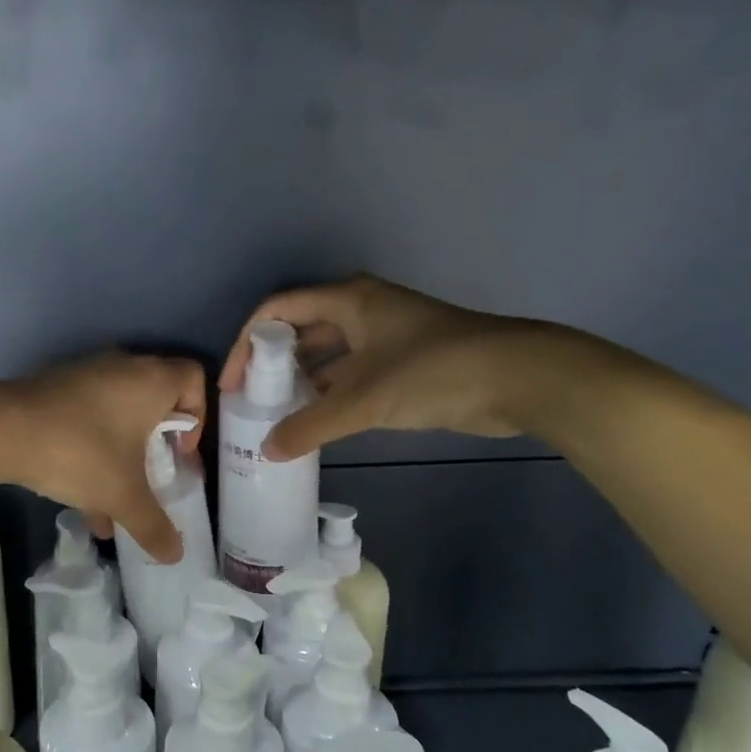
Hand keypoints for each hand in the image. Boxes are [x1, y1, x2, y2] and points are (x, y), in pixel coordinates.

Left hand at [1, 352, 207, 562]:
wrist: (2, 430)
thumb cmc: (81, 452)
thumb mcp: (123, 495)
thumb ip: (153, 525)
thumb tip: (176, 555)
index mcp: (152, 380)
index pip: (194, 379)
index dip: (197, 417)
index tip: (179, 453)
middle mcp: (123, 368)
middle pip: (157, 399)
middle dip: (158, 443)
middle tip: (153, 475)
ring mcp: (86, 375)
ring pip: (118, 414)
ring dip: (122, 455)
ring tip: (114, 502)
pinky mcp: (56, 388)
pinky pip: (88, 417)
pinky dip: (93, 450)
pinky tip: (81, 498)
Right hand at [219, 274, 576, 460]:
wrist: (518, 378)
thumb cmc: (434, 371)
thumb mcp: (365, 399)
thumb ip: (312, 425)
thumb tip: (268, 451)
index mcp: (348, 301)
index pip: (278, 310)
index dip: (247, 343)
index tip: (233, 383)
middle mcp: (360, 312)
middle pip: (300, 332)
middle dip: (272, 366)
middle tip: (249, 404)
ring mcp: (383, 339)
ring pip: (327, 358)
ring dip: (301, 385)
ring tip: (274, 420)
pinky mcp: (401, 366)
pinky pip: (350, 378)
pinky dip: (329, 399)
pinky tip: (314, 426)